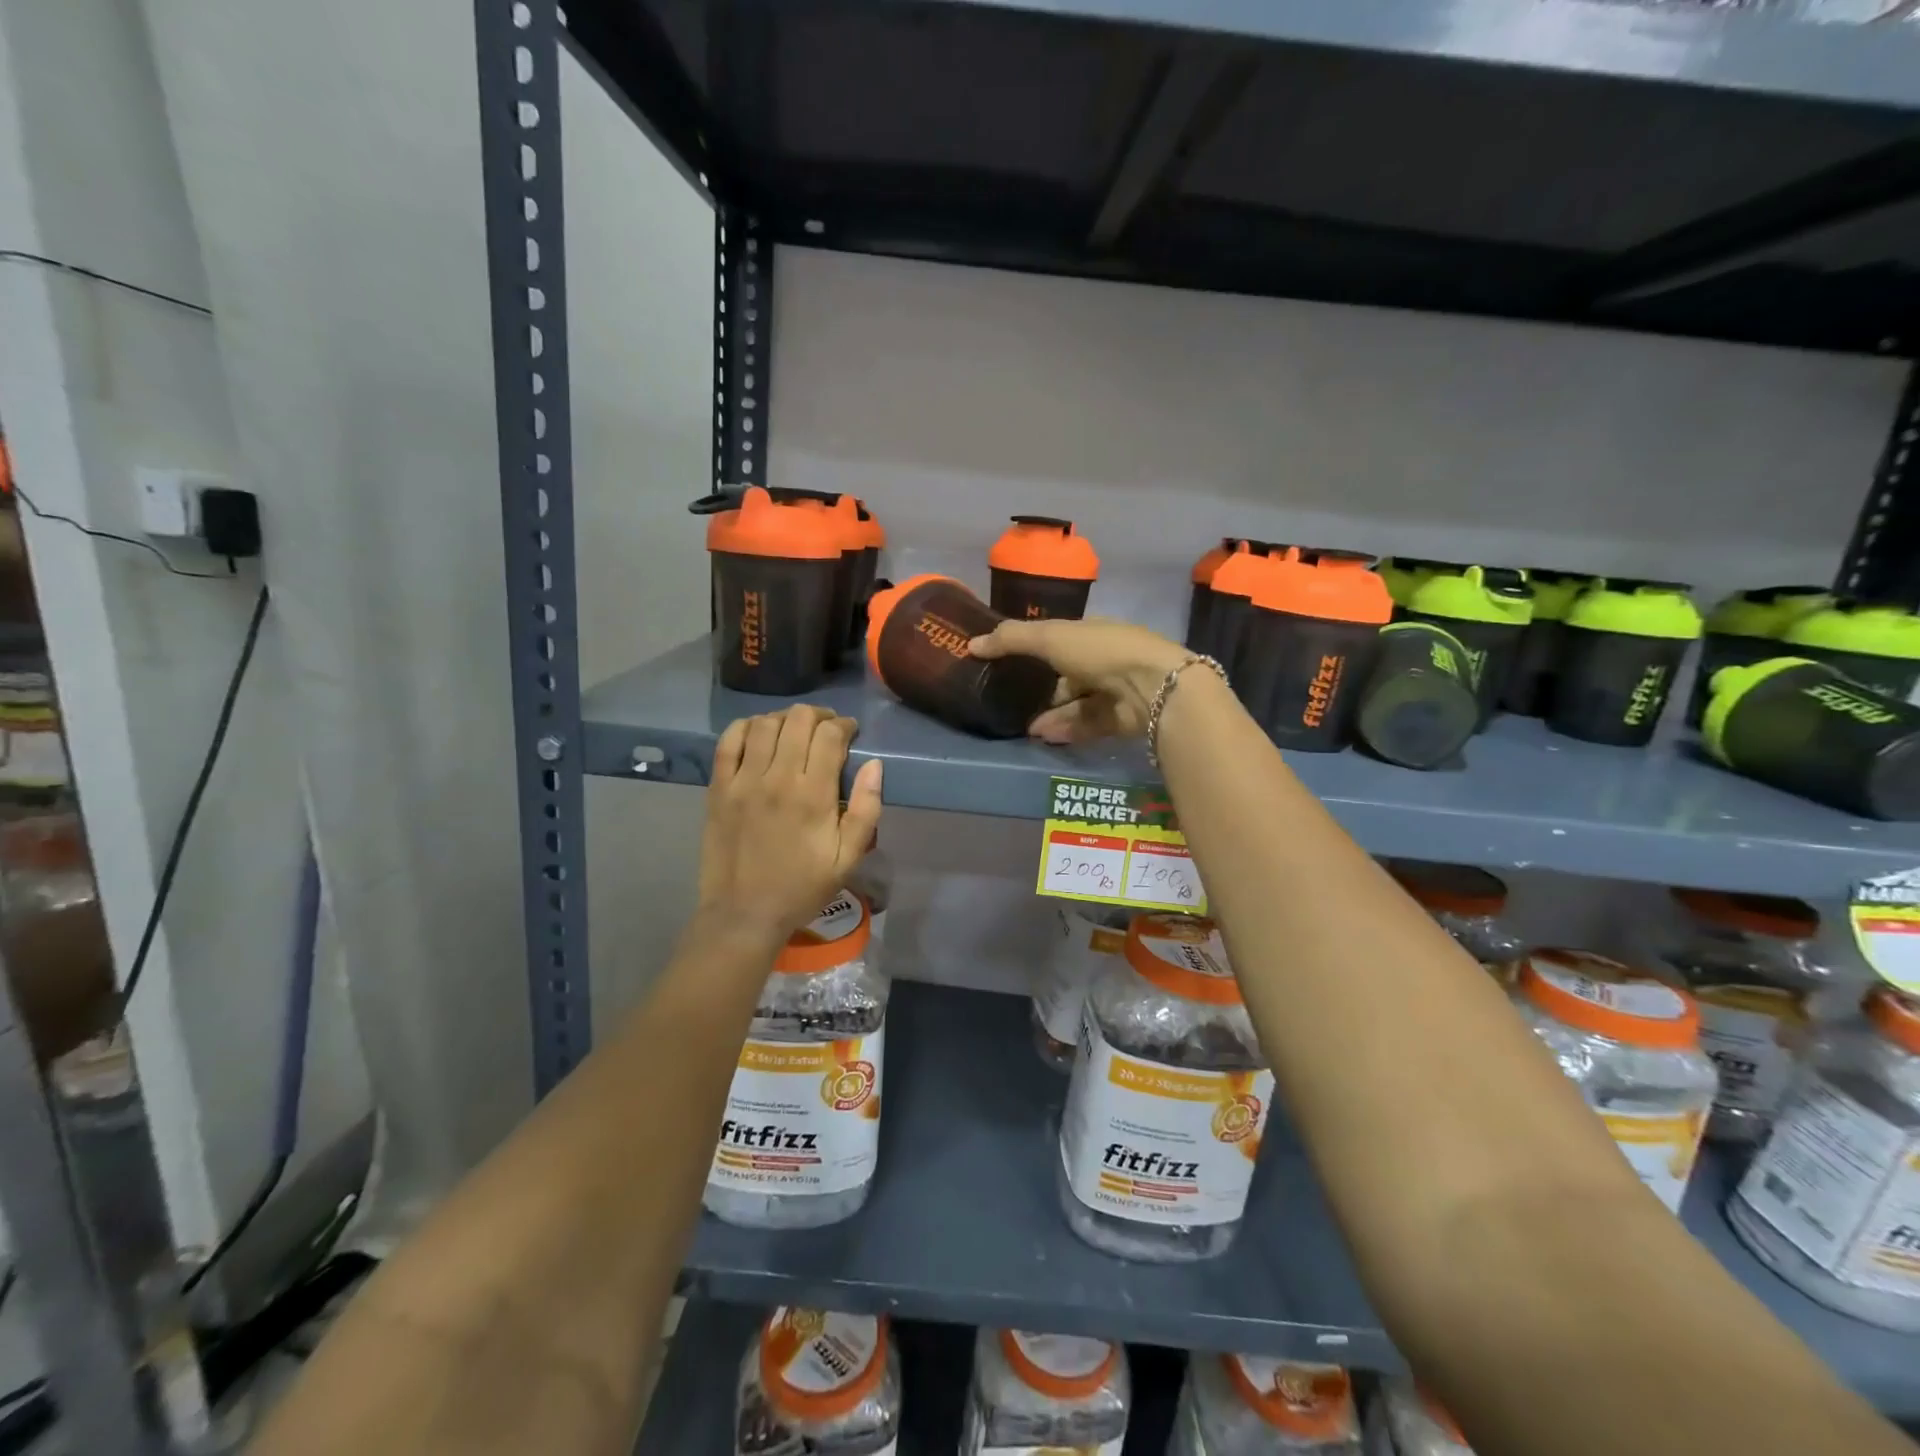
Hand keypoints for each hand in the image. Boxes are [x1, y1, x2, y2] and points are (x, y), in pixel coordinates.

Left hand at [699, 705, 883, 942]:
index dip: (844, 725)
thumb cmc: (802, 887)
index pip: (830, 735)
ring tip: (794, 730)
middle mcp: (778, 778)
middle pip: (798, 720)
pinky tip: (758, 733)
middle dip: (818, 716)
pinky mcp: (718, 788)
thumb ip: (867, 809)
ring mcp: (743, 781)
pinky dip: (746, 727)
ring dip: (785, 718)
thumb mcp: (848, 858)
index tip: (850, 733)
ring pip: (764, 723)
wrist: (744, 913)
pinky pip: (728, 741)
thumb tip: (874, 764)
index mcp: (814, 795)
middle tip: (826, 728)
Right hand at [969, 618, 1188, 743]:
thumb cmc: (1101, 651)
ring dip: (1051, 715)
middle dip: (1041, 689)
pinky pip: (1088, 724)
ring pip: (1076, 703)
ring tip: (1024, 729)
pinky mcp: (1122, 719)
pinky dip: (1067, 729)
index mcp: (1092, 633)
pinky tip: (1045, 737)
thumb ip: (1011, 639)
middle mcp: (1105, 660)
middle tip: (1011, 703)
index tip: (1006, 665)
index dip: (1034, 650)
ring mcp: (1116, 691)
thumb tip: (972, 644)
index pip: (1059, 640)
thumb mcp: (1050, 637)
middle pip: (1067, 676)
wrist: (1153, 687)